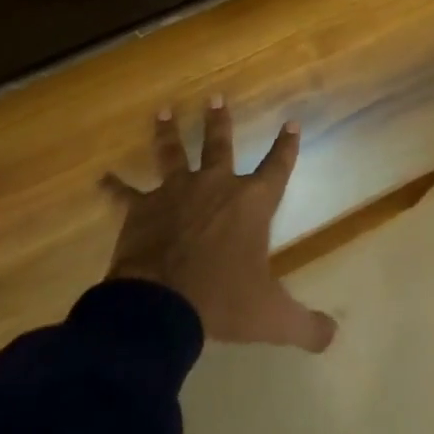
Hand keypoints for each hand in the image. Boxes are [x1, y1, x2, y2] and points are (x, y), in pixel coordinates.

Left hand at [106, 101, 337, 351]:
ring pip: (172, 153)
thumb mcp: (271, 317)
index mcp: (250, 203)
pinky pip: (124, 195)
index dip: (286, 146)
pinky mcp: (142, 208)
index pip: (277, 167)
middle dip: (220, 121)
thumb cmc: (222, 301)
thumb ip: (305, 325)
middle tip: (216, 97)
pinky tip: (100, 179)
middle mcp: (215, 186)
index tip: (292, 122)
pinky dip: (112, 187)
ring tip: (163, 110)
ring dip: (168, 132)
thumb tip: (333, 336)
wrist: (161, 306)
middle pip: (220, 145)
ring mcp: (175, 192)